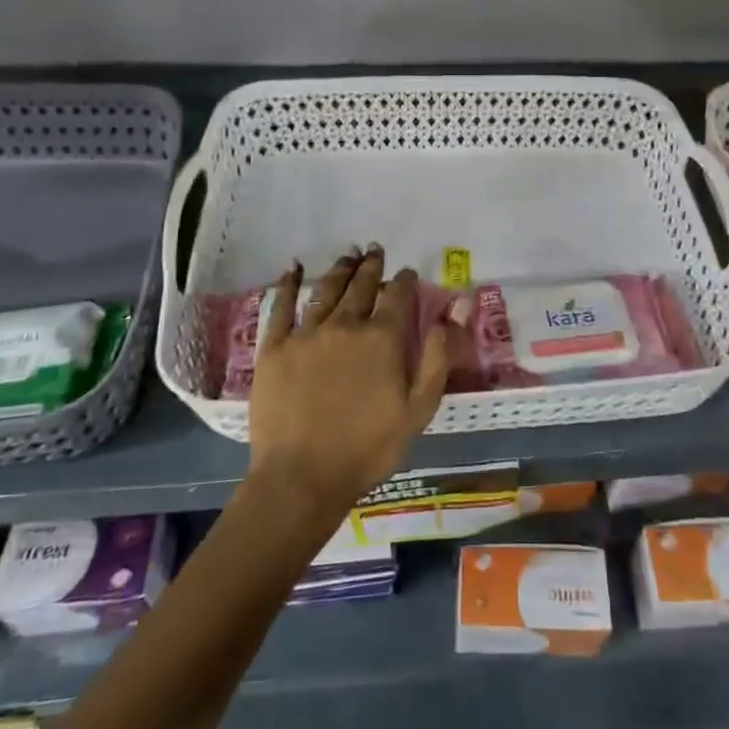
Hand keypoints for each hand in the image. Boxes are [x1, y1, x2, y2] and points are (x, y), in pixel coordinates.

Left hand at [246, 247, 457, 520]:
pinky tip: (293, 269)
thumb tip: (454, 310)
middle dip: (372, 266)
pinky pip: (281, 306)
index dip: (405, 281)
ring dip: (340, 270)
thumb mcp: (419, 410)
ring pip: (326, 290)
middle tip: (375, 251)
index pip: (398, 296)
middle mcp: (345, 325)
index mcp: (382, 338)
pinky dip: (289, 284)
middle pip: (361, 286)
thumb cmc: (368, 448)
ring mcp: (306, 334)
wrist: (302, 477)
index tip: (407, 272)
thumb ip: (438, 357)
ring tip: (347, 255)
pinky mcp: (274, 347)